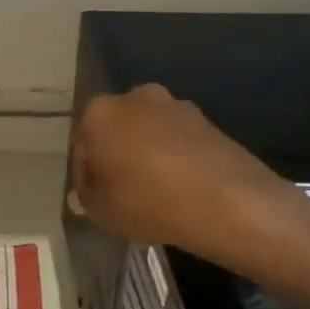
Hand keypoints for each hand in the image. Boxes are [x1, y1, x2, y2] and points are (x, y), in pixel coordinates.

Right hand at [70, 83, 303, 263]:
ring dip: (146, 153)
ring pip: (147, 131)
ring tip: (155, 191)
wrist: (228, 201)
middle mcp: (134, 98)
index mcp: (99, 113)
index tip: (95, 196)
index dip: (85, 172)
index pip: (81, 143)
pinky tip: (180, 186)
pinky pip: (177, 139)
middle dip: (116, 155)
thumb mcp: (100, 210)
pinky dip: (174, 156)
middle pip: (115, 129)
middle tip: (122, 191)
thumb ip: (85, 195)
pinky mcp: (206, 119)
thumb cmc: (148, 202)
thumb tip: (86, 189)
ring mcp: (174, 105)